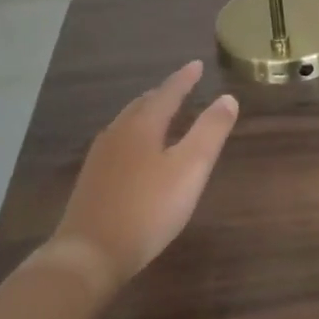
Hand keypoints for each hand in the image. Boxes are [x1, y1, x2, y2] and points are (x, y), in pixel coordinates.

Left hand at [40, 61, 238, 291]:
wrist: (90, 253)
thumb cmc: (148, 209)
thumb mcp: (190, 169)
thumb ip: (210, 132)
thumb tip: (227, 98)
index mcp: (142, 126)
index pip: (167, 93)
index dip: (184, 79)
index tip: (197, 65)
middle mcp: (117, 134)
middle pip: (143, 105)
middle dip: (163, 94)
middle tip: (181, 87)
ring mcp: (100, 157)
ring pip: (127, 123)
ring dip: (147, 113)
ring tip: (161, 114)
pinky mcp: (92, 180)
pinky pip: (118, 143)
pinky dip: (135, 135)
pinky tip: (137, 152)